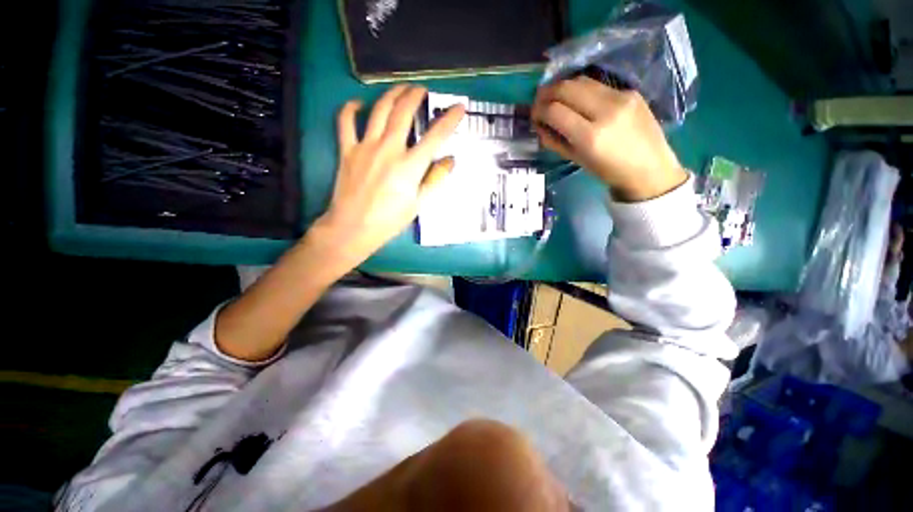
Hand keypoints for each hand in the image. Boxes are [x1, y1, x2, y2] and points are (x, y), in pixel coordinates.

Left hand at [314, 84, 464, 266]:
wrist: (354, 227)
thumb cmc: (390, 220)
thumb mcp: (418, 204)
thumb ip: (435, 180)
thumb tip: (450, 160)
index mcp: (410, 166)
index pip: (435, 136)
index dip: (449, 119)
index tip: (458, 107)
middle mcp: (389, 149)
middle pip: (404, 112)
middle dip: (415, 96)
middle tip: (422, 90)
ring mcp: (366, 147)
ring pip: (379, 110)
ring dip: (391, 94)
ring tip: (400, 89)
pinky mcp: (347, 150)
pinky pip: (346, 122)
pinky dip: (351, 108)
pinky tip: (358, 104)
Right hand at [531, 76, 686, 201]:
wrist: (649, 168)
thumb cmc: (608, 172)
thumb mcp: (576, 160)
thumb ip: (555, 141)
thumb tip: (540, 125)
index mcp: (590, 136)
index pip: (555, 111)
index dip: (538, 110)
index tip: (534, 116)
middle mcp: (606, 111)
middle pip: (566, 88)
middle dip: (546, 93)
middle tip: (539, 102)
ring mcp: (621, 97)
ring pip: (581, 80)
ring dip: (562, 87)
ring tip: (555, 98)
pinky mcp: (631, 91)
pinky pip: (597, 84)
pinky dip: (580, 89)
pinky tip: (577, 99)